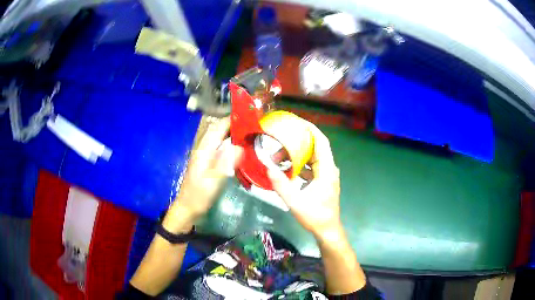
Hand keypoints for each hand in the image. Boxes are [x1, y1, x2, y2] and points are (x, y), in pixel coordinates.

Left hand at [165, 117, 242, 232]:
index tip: (247, 115)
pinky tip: (239, 149)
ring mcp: (205, 157)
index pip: (217, 128)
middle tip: (252, 124)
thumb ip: (225, 164)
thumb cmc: (199, 196)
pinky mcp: (208, 164)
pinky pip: (220, 148)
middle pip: (218, 131)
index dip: (231, 120)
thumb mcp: (212, 182)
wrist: (188, 209)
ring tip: (248, 133)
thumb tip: (240, 147)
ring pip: (219, 139)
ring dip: (231, 133)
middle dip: (233, 124)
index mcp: (204, 151)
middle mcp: (204, 150)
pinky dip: (230, 144)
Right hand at [267, 122, 342, 240]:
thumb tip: (268, 168)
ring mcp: (326, 174)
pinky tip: (285, 166)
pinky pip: (310, 166)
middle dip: (298, 140)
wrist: (327, 230)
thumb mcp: (295, 202)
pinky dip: (298, 163)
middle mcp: (328, 168)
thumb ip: (281, 186)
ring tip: (278, 152)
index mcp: (326, 170)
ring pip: (312, 156)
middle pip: (315, 146)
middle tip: (281, 135)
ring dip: (297, 153)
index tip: (295, 121)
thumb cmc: (315, 217)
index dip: (310, 129)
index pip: (321, 141)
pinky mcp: (322, 180)